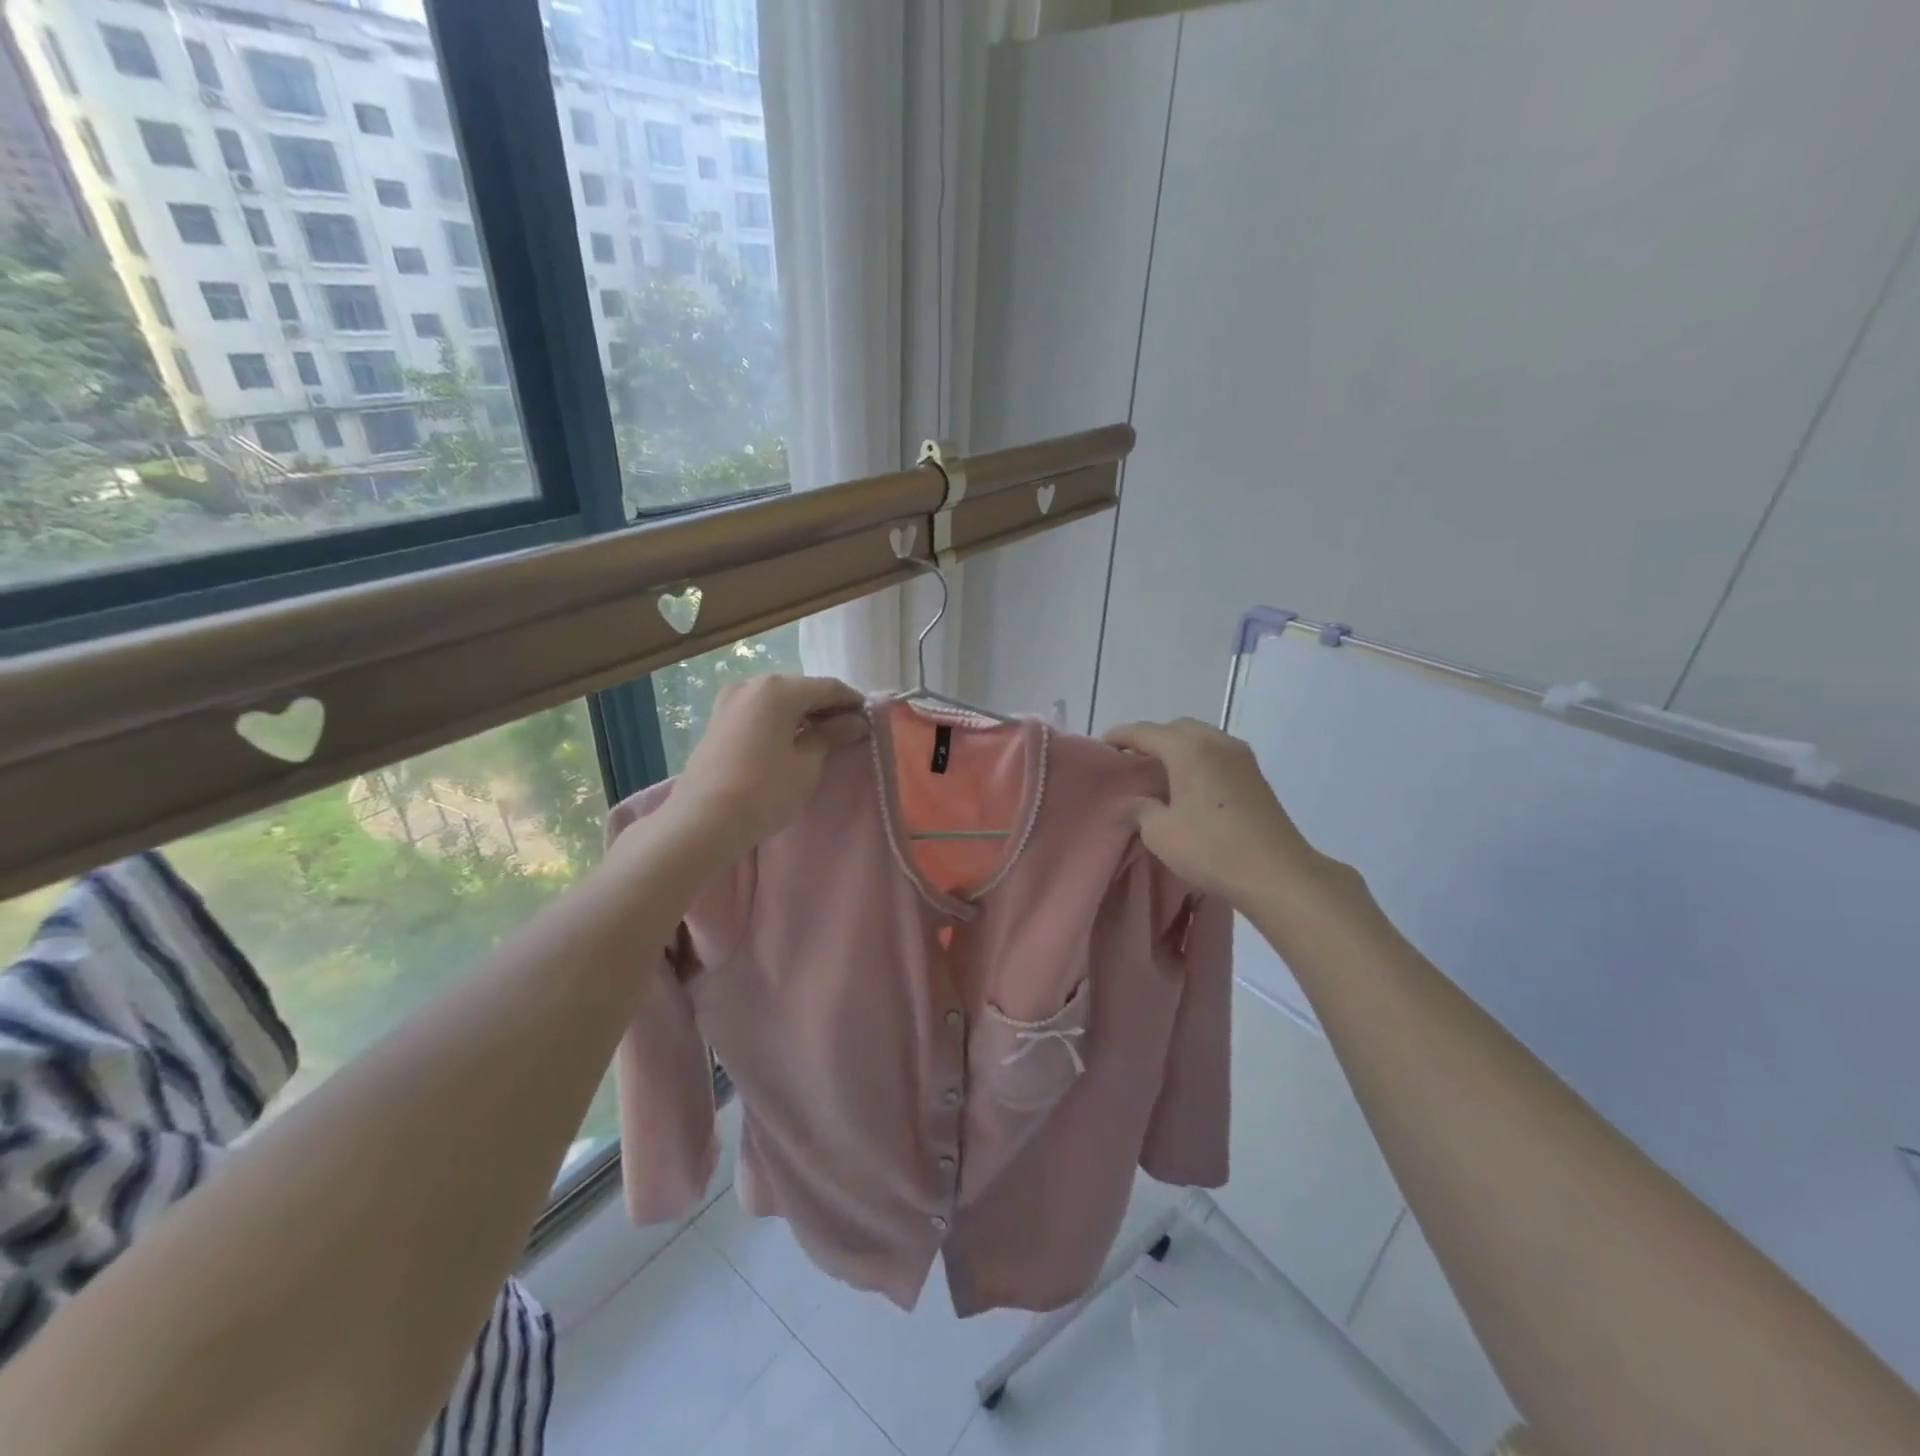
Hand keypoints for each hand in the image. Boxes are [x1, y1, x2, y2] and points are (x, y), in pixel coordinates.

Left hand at [673, 675, 868, 853]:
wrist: (702, 822)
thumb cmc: (765, 790)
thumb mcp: (807, 764)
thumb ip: (832, 736)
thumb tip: (857, 722)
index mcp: (778, 689)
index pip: (827, 687)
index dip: (852, 702)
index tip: (870, 720)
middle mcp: (752, 684)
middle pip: (801, 690)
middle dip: (826, 708)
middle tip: (848, 732)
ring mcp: (729, 702)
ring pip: (778, 701)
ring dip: (802, 716)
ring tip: (822, 741)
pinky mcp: (717, 722)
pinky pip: (759, 713)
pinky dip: (779, 722)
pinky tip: (790, 743)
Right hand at [1103, 717, 1338, 906]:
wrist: (1277, 873)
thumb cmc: (1211, 848)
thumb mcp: (1160, 832)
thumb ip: (1138, 809)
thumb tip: (1127, 802)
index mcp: (1188, 748)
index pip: (1145, 732)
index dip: (1120, 737)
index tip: (1101, 746)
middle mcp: (1216, 742)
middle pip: (1175, 729)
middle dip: (1151, 740)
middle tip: (1131, 761)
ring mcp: (1241, 757)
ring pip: (1200, 739)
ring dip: (1177, 749)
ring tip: (1158, 773)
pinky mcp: (1255, 775)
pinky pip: (1216, 754)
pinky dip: (1197, 760)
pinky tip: (1188, 785)